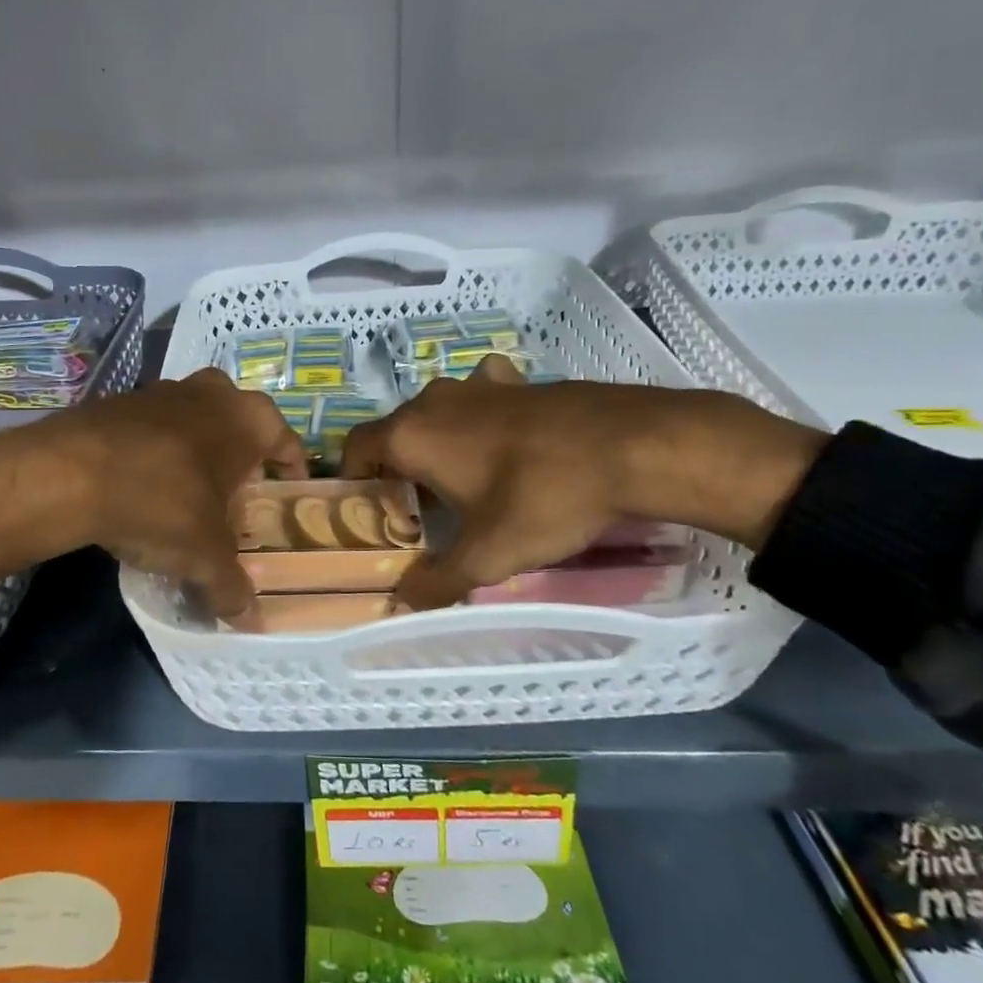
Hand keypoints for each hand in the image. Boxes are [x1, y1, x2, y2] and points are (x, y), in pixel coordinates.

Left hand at [10, 368, 307, 614]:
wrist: (70, 472)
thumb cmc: (162, 503)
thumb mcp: (204, 555)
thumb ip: (232, 587)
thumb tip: (251, 623)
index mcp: (250, 419)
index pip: (288, 443)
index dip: (290, 473)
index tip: (286, 495)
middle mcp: (214, 393)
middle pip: (242, 426)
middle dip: (242, 459)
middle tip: (236, 496)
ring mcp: (165, 390)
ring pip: (197, 421)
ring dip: (199, 451)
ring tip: (191, 494)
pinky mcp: (122, 399)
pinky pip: (156, 427)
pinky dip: (159, 451)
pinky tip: (145, 485)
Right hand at [341, 357, 825, 608]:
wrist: (630, 445)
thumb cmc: (543, 498)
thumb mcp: (488, 555)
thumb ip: (438, 580)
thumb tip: (402, 600)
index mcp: (413, 434)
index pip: (356, 447)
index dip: (352, 478)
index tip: (368, 511)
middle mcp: (435, 401)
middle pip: (395, 432)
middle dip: (396, 468)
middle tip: (414, 511)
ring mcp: (478, 385)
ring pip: (437, 415)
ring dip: (436, 444)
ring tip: (456, 482)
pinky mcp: (518, 382)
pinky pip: (479, 399)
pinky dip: (477, 420)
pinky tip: (501, 444)